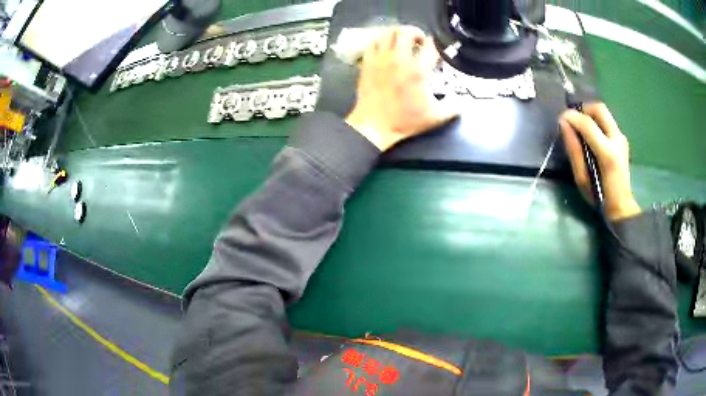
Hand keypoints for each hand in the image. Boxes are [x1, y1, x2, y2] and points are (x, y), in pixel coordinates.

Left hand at [345, 26, 457, 150]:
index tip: (438, 50)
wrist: (375, 125)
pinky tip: (386, 48)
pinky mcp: (367, 63)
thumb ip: (453, 107)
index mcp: (417, 70)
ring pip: (388, 33)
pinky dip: (381, 41)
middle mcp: (398, 59)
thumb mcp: (435, 117)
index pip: (431, 46)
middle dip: (416, 33)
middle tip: (419, 42)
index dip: (437, 44)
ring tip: (402, 41)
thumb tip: (462, 102)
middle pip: (406, 32)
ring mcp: (381, 59)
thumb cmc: (405, 120)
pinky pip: (373, 42)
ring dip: (398, 33)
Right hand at [559, 103, 640, 220]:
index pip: (588, 124)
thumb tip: (564, 124)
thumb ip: (574, 149)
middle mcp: (617, 140)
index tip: (561, 118)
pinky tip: (592, 136)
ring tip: (581, 128)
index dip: (572, 117)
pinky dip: (597, 122)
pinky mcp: (622, 139)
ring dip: (590, 115)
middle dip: (584, 109)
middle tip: (574, 119)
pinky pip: (607, 121)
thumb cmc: (599, 196)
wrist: (621, 206)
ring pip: (604, 113)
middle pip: (599, 109)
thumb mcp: (581, 178)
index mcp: (607, 153)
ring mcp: (622, 138)